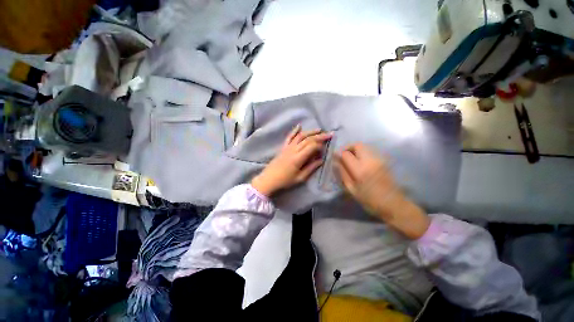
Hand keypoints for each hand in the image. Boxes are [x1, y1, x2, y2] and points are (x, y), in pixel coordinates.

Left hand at [251, 125, 331, 196]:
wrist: (269, 179)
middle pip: (308, 140)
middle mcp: (293, 150)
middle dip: (319, 136)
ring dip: (310, 132)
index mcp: (298, 158)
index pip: (311, 147)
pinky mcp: (283, 147)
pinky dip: (294, 131)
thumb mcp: (300, 178)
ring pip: (300, 136)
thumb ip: (311, 168)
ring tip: (319, 130)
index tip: (325, 148)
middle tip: (329, 134)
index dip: (320, 146)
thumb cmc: (285, 181)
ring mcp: (287, 147)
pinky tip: (299, 126)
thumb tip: (321, 160)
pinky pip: (289, 137)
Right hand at [334, 143, 429, 238]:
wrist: (393, 204)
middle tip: (343, 155)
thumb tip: (336, 162)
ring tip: (350, 158)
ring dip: (355, 150)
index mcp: (360, 170)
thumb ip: (343, 173)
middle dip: (347, 148)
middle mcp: (370, 161)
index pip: (346, 154)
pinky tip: (360, 162)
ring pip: (364, 146)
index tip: (335, 157)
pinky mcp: (383, 160)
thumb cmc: (370, 200)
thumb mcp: (352, 189)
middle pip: (357, 145)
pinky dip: (362, 152)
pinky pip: (370, 151)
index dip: (338, 154)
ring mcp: (378, 159)